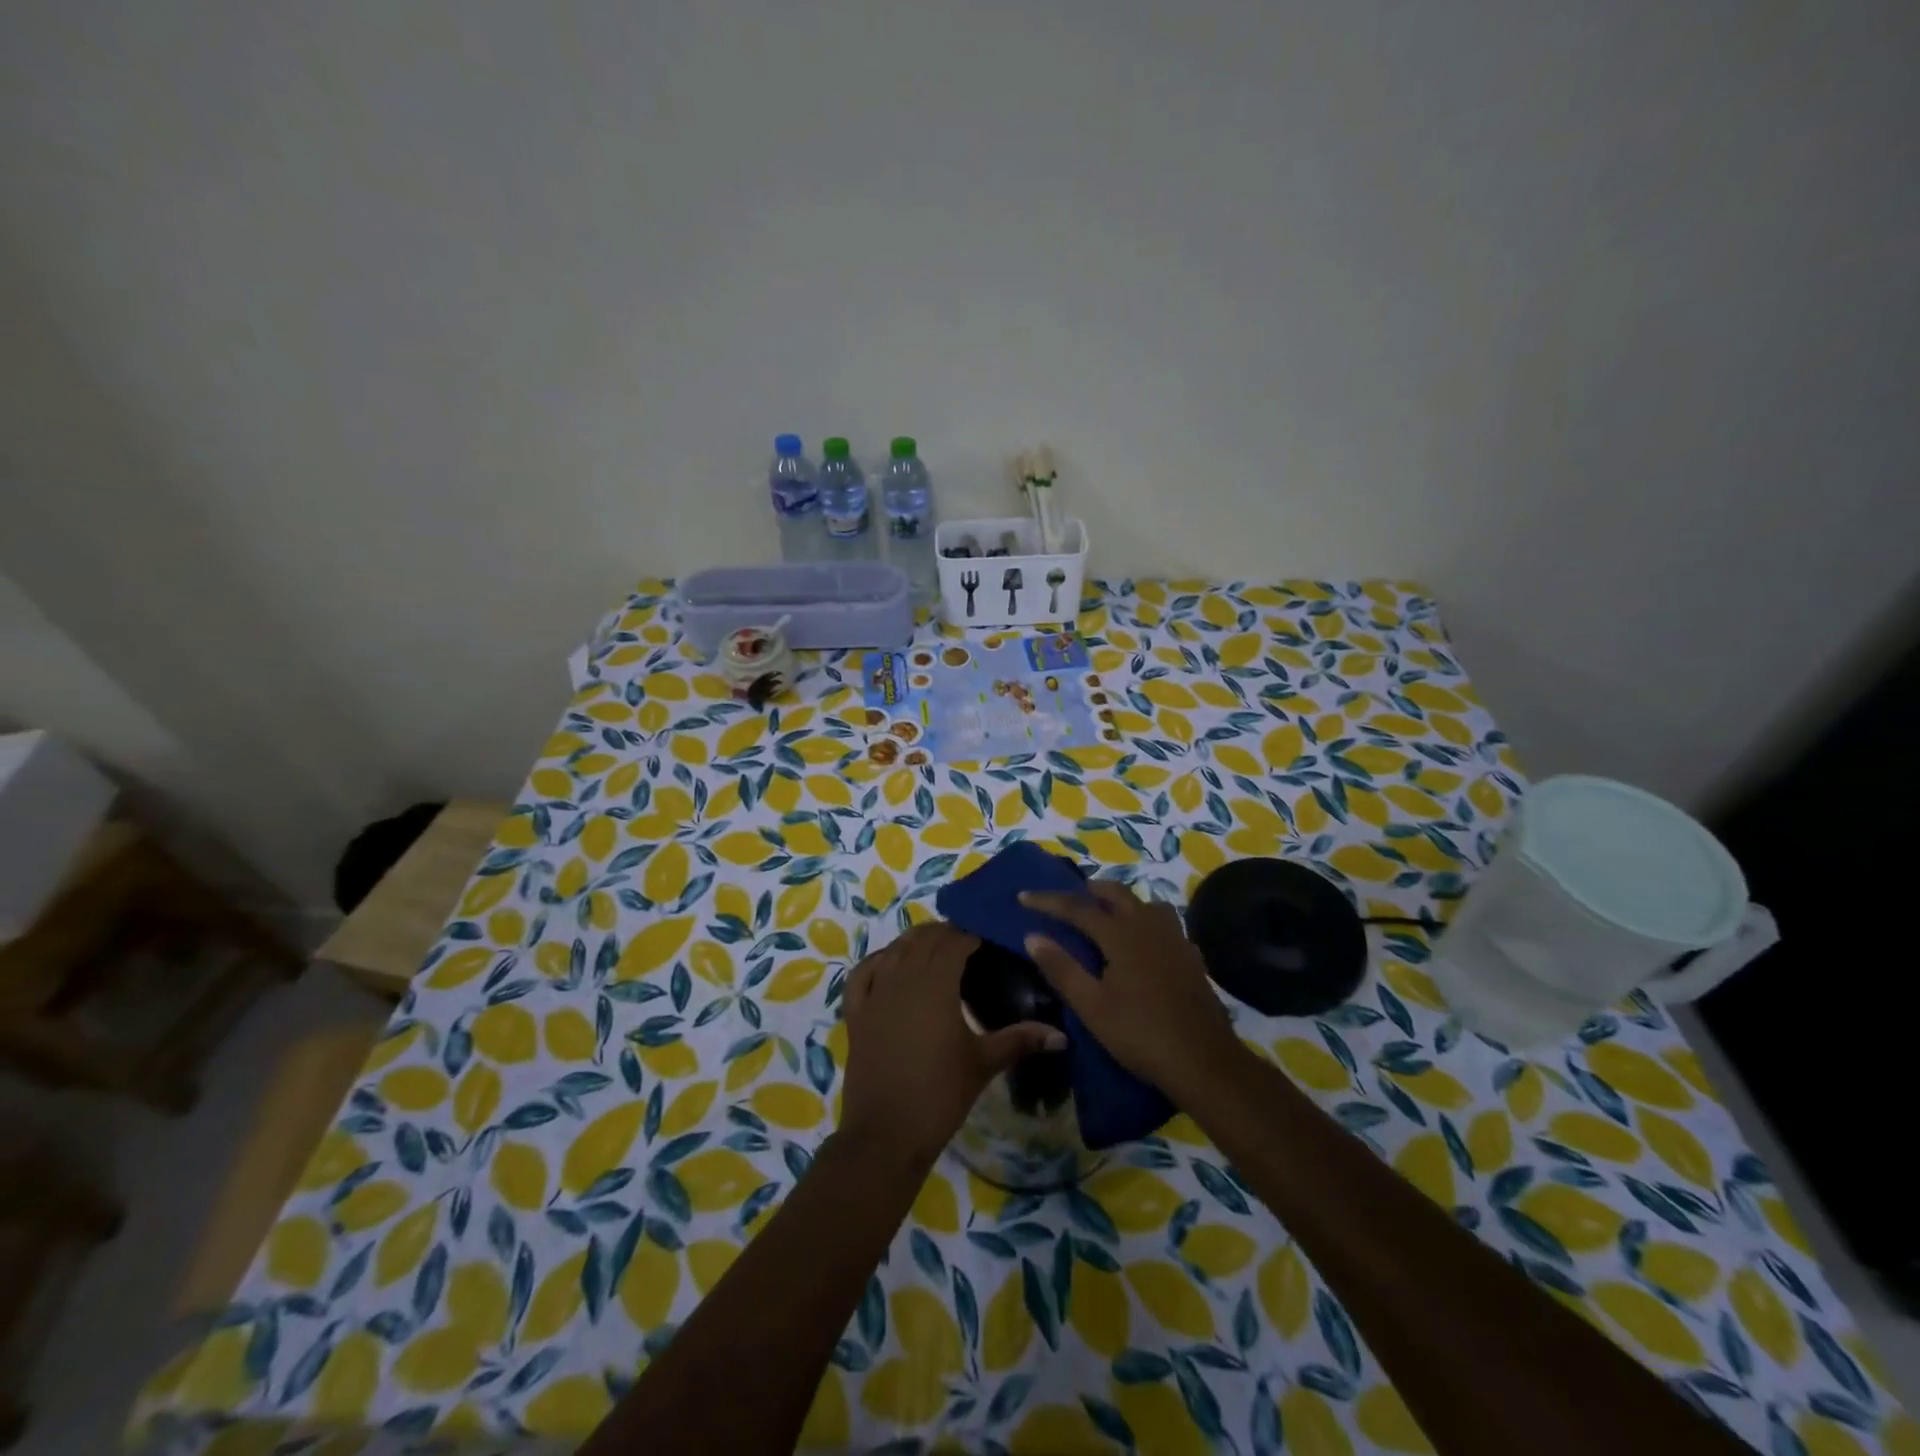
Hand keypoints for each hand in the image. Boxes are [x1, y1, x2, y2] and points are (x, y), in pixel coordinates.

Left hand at [839, 921, 1063, 1165]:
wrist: (886, 1134)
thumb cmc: (940, 1094)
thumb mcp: (983, 1063)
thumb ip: (1020, 1040)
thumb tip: (1062, 1036)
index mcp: (936, 983)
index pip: (955, 941)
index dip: (972, 934)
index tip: (990, 937)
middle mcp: (903, 977)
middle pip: (924, 939)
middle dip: (946, 933)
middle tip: (969, 943)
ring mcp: (875, 993)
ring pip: (894, 949)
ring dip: (915, 941)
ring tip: (935, 947)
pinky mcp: (855, 1013)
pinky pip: (862, 973)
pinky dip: (877, 960)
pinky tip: (888, 963)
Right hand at [1020, 880, 1244, 1103]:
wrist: (1203, 1061)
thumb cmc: (1140, 1034)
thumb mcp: (1092, 1007)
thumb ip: (1061, 968)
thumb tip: (1032, 936)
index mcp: (1121, 934)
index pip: (1077, 907)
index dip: (1048, 900)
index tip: (1023, 896)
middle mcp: (1148, 926)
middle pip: (1115, 893)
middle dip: (1088, 891)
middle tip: (1067, 898)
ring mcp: (1174, 939)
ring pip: (1144, 903)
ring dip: (1120, 901)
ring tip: (1106, 913)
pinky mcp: (1190, 955)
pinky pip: (1164, 922)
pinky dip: (1145, 919)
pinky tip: (1142, 941)